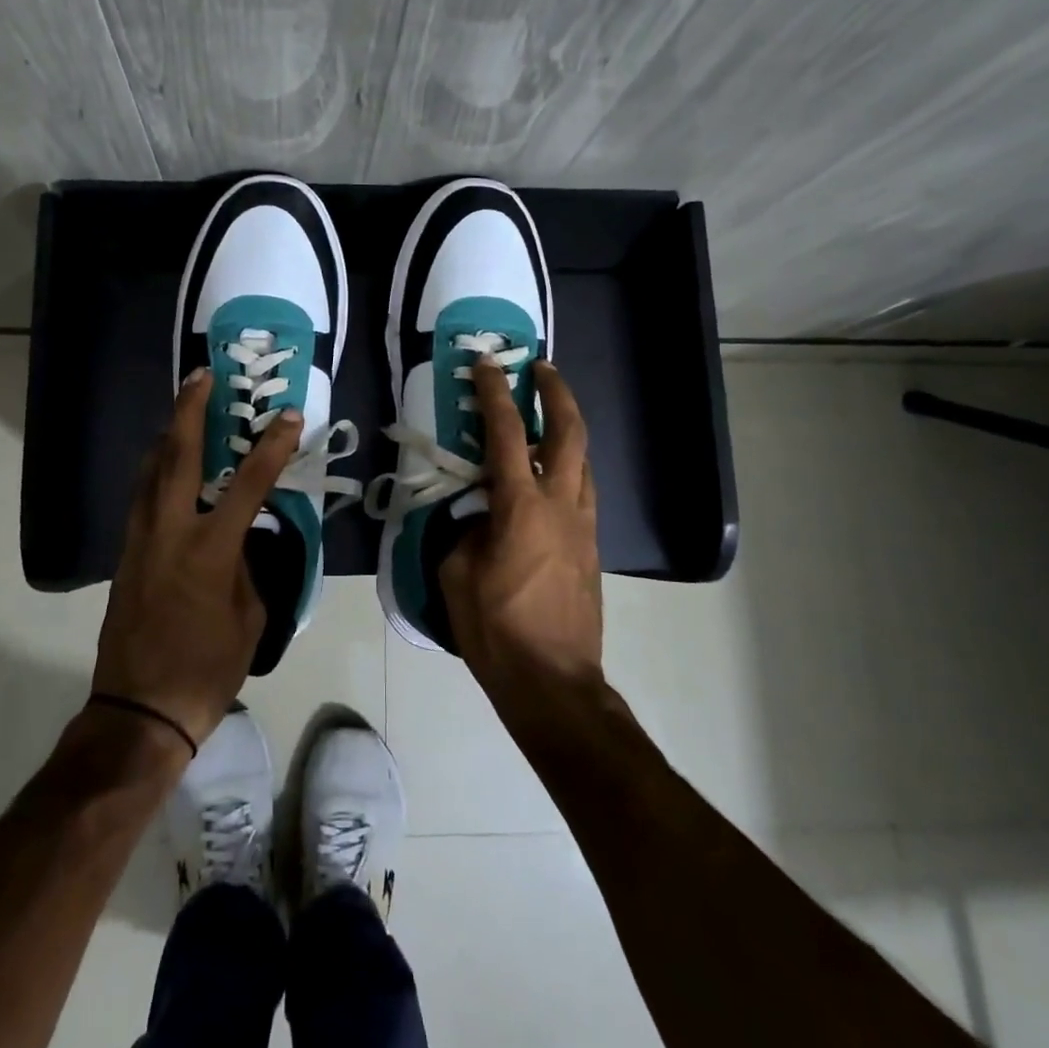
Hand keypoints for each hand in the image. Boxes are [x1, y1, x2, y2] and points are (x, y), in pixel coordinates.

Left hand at [92, 368, 303, 748]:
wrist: (141, 710)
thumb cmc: (207, 668)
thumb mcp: (249, 616)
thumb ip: (247, 566)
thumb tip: (240, 537)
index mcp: (209, 550)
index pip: (248, 484)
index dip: (270, 446)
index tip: (287, 416)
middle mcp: (169, 532)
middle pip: (177, 456)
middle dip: (190, 410)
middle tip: (201, 375)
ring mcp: (140, 541)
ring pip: (149, 471)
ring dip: (168, 434)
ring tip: (183, 408)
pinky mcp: (125, 554)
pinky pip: (141, 497)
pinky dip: (156, 469)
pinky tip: (166, 464)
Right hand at [441, 357, 604, 706]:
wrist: (554, 682)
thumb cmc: (496, 629)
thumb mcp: (457, 575)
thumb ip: (466, 532)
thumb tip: (479, 517)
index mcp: (521, 507)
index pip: (507, 435)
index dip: (494, 394)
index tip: (486, 365)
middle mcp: (561, 505)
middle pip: (570, 433)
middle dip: (557, 393)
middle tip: (541, 367)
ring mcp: (584, 526)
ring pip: (584, 460)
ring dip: (567, 428)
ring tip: (546, 416)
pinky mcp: (592, 548)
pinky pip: (582, 491)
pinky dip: (568, 467)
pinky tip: (548, 475)